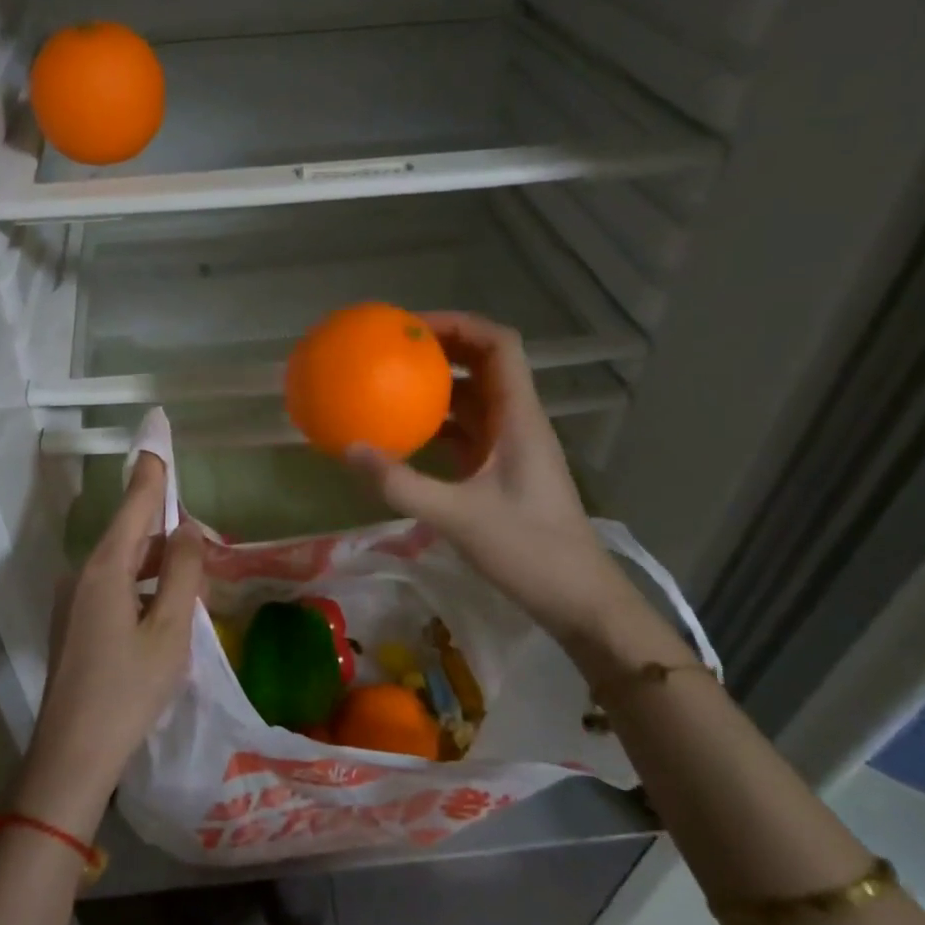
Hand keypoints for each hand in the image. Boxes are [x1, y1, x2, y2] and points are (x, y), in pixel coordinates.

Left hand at [14, 453, 203, 838]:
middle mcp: (85, 573)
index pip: (135, 503)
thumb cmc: (128, 690)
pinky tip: (166, 606)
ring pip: (124, 562)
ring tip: (194, 574)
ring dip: (158, 561)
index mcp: (106, 567)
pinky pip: (116, 585)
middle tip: (206, 542)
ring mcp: (76, 599)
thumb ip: (182, 572)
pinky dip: (144, 583)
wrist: (72, 756)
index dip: (152, 470)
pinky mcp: (77, 623)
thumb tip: (188, 529)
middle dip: (166, 527)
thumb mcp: (170, 630)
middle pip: (130, 532)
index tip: (158, 433)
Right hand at [347, 312, 632, 642]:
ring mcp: (509, 446)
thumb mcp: (459, 517)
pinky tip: (402, 433)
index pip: (499, 345)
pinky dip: (436, 421)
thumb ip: (402, 484)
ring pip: (473, 396)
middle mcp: (516, 421)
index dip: (458, 324)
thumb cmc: (529, 550)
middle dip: (441, 347)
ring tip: (390, 380)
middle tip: (391, 348)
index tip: (411, 327)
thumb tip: (348, 450)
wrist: (577, 600)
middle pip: (483, 363)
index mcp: (518, 417)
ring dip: (437, 384)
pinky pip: (465, 429)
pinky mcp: (498, 470)